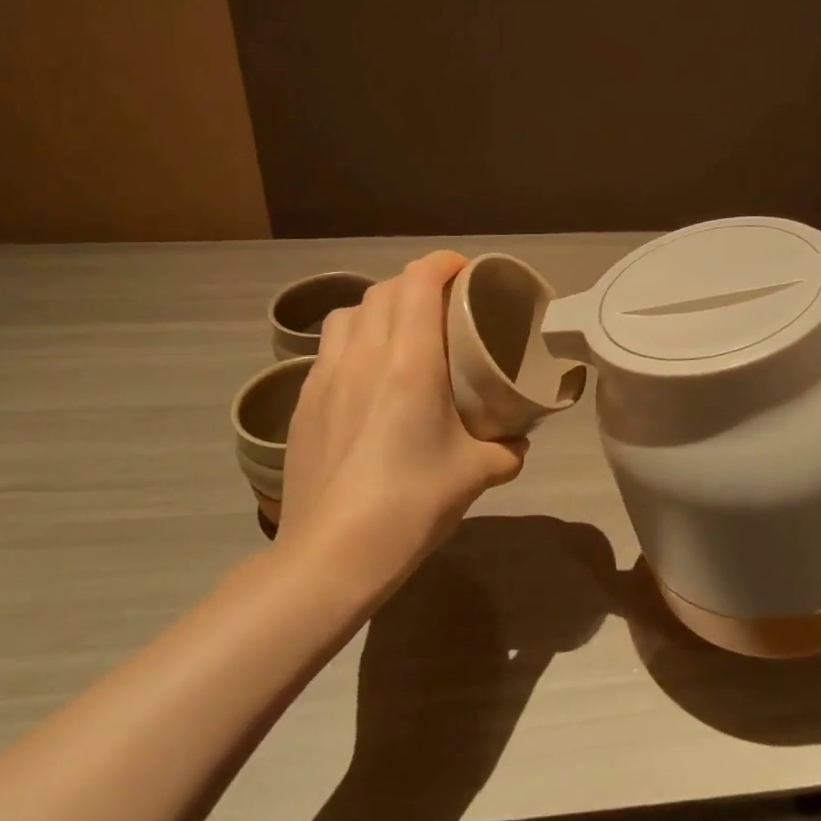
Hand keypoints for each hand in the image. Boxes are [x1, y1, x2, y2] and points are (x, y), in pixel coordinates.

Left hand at [278, 252, 525, 589]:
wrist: (331, 556)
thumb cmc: (410, 504)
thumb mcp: (476, 475)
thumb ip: (506, 449)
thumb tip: (519, 442)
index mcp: (408, 360)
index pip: (418, 281)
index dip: (442, 264)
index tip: (465, 272)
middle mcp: (363, 355)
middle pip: (383, 290)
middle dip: (415, 285)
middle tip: (442, 307)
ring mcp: (324, 377)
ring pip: (348, 315)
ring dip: (377, 309)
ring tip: (399, 335)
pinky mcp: (302, 403)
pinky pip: (329, 350)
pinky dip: (353, 343)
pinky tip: (367, 380)